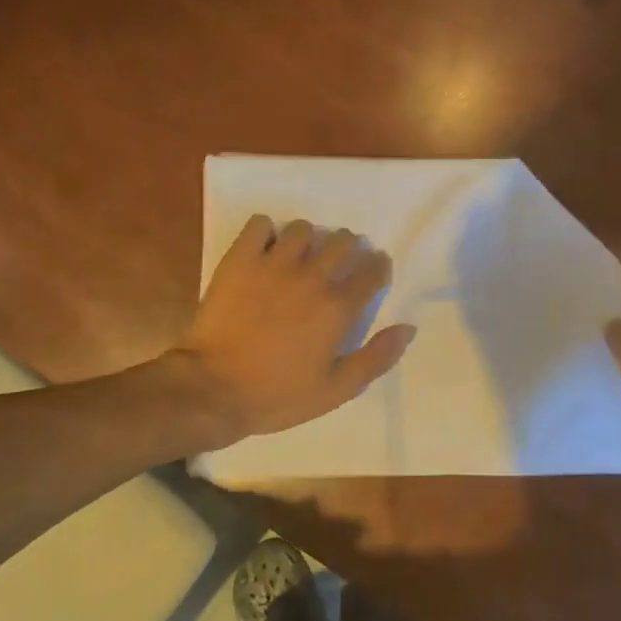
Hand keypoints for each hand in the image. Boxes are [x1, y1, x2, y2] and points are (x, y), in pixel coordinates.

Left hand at [171, 216, 415, 442]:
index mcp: (338, 308)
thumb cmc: (277, 396)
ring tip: (298, 257)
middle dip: (348, 249)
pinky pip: (260, 225)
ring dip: (308, 240)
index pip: (372, 272)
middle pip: (343, 242)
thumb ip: (376, 358)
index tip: (373, 272)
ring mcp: (273, 264)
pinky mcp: (240, 259)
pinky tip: (264, 250)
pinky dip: (265, 232)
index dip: (378, 268)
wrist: (213, 390)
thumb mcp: (336, 390)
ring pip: (303, 229)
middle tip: (336, 265)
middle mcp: (311, 277)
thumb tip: (408, 327)